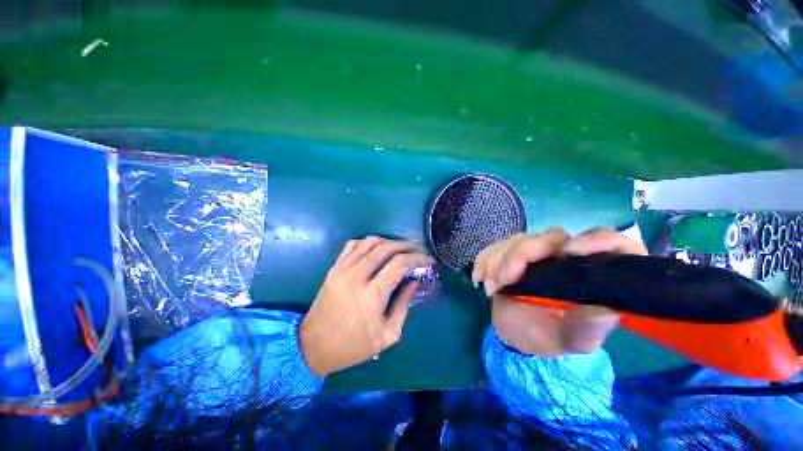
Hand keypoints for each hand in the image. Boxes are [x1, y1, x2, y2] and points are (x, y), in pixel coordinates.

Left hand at [299, 237, 433, 376]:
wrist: (313, 345)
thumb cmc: (353, 345)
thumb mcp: (387, 335)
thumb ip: (403, 305)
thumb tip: (414, 281)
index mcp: (372, 294)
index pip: (400, 264)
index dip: (418, 258)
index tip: (428, 259)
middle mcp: (357, 276)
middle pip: (387, 248)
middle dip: (407, 246)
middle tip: (417, 251)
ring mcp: (343, 269)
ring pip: (370, 242)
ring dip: (389, 242)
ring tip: (400, 249)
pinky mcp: (334, 268)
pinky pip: (353, 244)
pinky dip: (368, 242)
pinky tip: (376, 249)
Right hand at [472, 227, 646, 356]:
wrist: (512, 329)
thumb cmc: (542, 336)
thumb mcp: (564, 340)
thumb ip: (584, 330)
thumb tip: (606, 310)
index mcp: (593, 276)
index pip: (612, 244)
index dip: (597, 240)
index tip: (569, 252)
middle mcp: (567, 257)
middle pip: (551, 237)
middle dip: (519, 255)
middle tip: (501, 282)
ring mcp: (538, 252)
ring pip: (519, 239)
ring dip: (497, 260)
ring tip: (489, 287)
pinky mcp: (515, 251)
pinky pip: (497, 245)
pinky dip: (485, 258)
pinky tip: (479, 275)